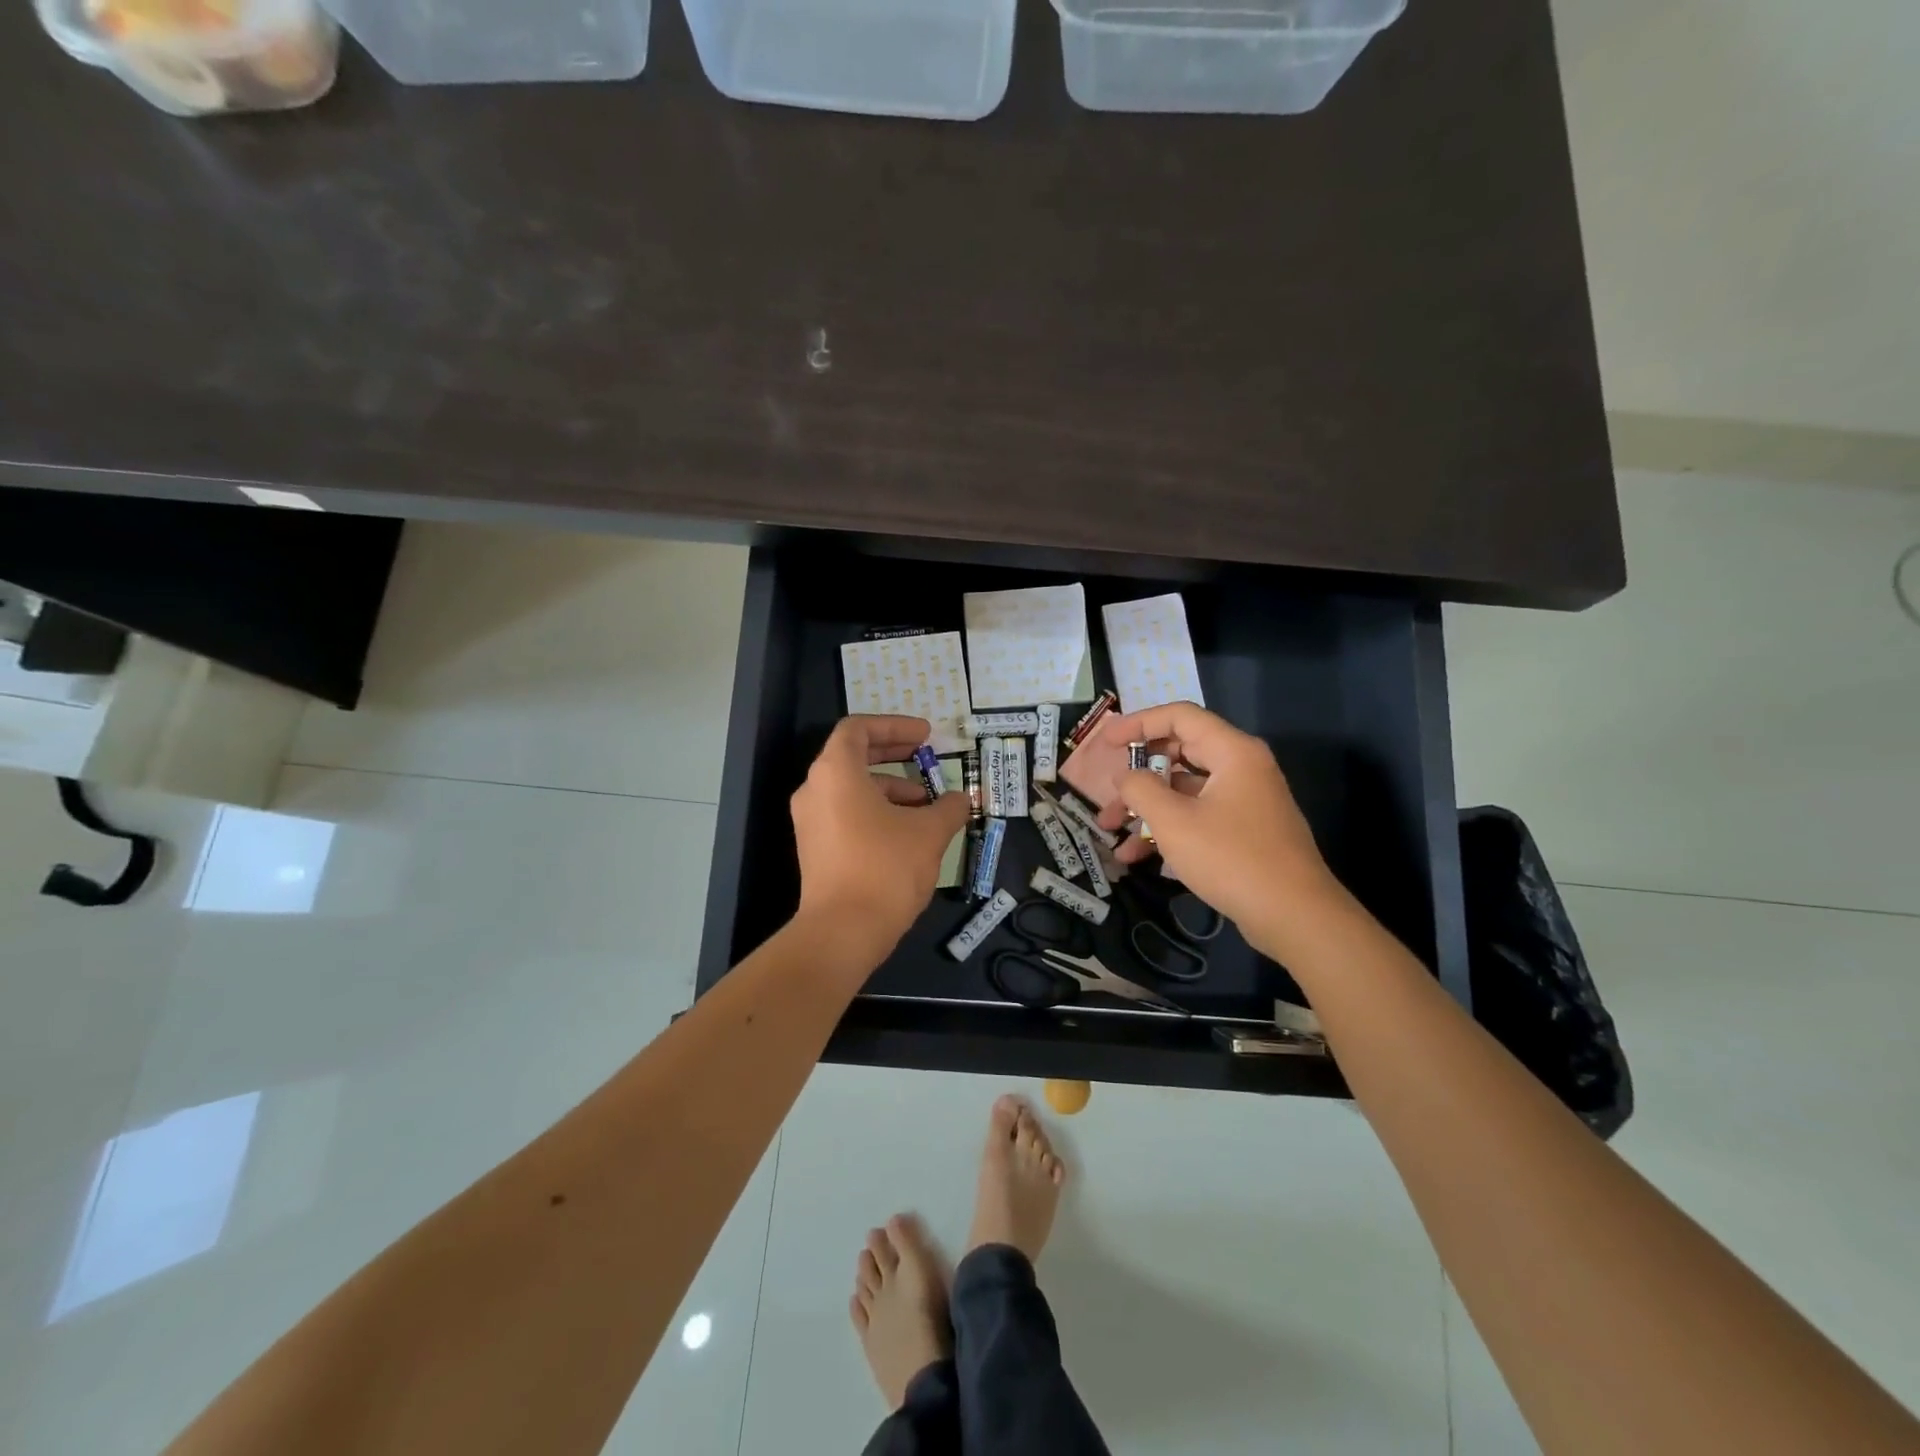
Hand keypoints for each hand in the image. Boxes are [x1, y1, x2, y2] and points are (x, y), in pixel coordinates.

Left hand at [791, 715, 970, 959]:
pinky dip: (876, 811)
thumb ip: (949, 808)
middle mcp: (814, 789)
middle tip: (927, 755)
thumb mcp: (929, 833)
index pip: (858, 729)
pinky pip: (845, 813)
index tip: (926, 735)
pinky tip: (908, 832)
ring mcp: (810, 821)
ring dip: (891, 788)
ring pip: (852, 788)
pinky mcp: (815, 848)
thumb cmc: (886, 868)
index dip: (894, 726)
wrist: (842, 932)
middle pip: (853, 756)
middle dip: (894, 753)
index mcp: (835, 772)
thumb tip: (961, 800)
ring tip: (928, 806)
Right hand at [1094, 702, 1344, 958]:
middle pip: (1180, 752)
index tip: (1106, 742)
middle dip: (1138, 773)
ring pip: (1185, 790)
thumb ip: (1141, 789)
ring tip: (1110, 829)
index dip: (1138, 723)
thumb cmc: (1231, 858)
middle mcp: (1242, 768)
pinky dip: (1168, 828)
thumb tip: (1125, 776)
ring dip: (1146, 806)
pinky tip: (1136, 856)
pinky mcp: (1245, 831)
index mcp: (1233, 752)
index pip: (1179, 717)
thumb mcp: (1174, 821)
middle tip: (1108, 787)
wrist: (1295, 916)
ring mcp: (1246, 800)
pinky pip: (1198, 816)